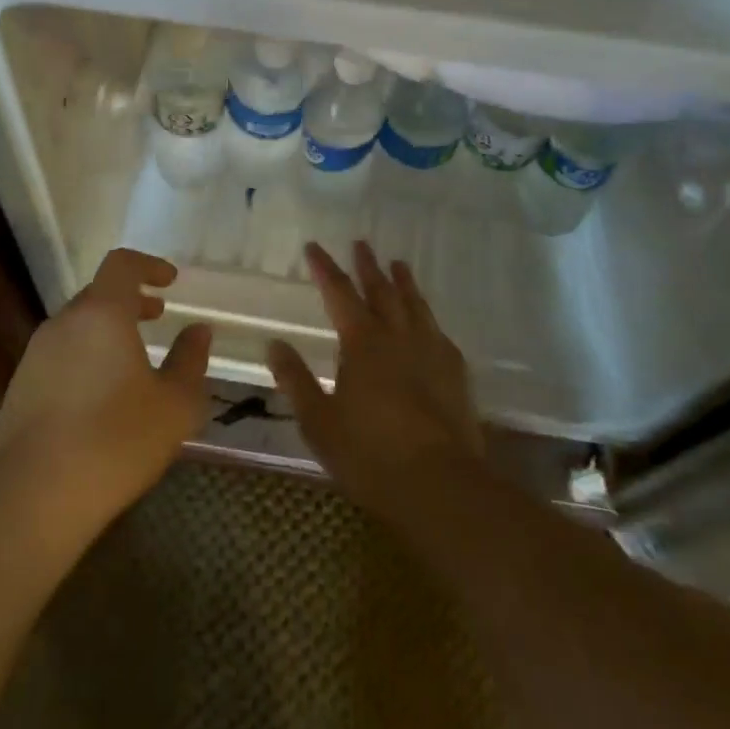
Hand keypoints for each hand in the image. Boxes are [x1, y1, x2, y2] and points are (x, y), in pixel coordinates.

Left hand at [0, 249, 210, 543]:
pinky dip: (85, 357)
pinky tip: (100, 397)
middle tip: (157, 317)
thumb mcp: (174, 404)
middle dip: (130, 300)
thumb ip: (190, 360)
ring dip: (107, 331)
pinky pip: (60, 356)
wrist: (35, 497)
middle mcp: (64, 323)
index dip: (149, 265)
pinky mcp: (19, 388)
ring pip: (77, 326)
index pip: (122, 264)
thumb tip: (198, 330)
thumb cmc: (116, 441)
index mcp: (102, 314)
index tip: (170, 281)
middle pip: (98, 294)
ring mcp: (35, 355)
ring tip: (132, 361)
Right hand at [268, 241, 484, 520]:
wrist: (440, 484)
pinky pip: (439, 332)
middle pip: (381, 290)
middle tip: (361, 244)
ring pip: (415, 305)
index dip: (325, 268)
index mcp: (362, 342)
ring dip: (404, 282)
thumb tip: (274, 344)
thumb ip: (296, 380)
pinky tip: (430, 322)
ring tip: (399, 264)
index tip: (314, 247)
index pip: (339, 293)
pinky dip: (428, 317)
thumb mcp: (318, 421)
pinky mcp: (455, 373)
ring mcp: (431, 351)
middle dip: (368, 266)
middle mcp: (398, 336)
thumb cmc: (369, 454)